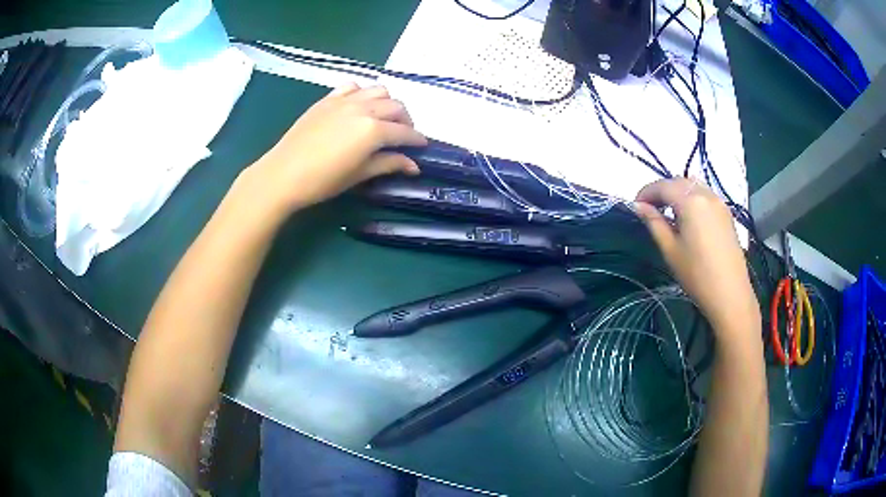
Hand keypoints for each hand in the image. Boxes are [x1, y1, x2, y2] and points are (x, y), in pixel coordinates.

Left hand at [245, 83, 426, 215]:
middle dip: (406, 120)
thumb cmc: (323, 181)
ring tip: (383, 118)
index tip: (422, 146)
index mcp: (373, 130)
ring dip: (387, 102)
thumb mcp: (359, 174)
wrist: (283, 174)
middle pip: (396, 106)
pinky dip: (362, 93)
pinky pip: (353, 87)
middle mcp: (364, 108)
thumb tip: (414, 165)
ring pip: (378, 90)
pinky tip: (358, 106)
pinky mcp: (328, 99)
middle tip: (403, 135)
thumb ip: (389, 164)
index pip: (405, 132)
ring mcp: (344, 100)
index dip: (417, 139)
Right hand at [634, 178, 759, 335]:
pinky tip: (687, 217)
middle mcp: (706, 194)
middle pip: (679, 182)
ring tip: (668, 212)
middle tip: (649, 209)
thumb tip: (638, 206)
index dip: (646, 192)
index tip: (635, 205)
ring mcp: (719, 202)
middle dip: (662, 190)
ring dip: (678, 192)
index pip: (662, 186)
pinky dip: (692, 198)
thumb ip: (654, 222)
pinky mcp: (726, 213)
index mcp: (690, 201)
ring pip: (693, 185)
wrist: (730, 294)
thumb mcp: (670, 250)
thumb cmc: (697, 274)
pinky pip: (705, 195)